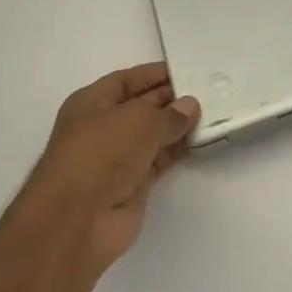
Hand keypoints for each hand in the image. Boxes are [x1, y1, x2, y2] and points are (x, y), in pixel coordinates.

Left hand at [31, 62, 198, 277]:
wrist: (77, 221)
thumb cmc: (100, 155)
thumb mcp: (139, 121)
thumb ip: (169, 113)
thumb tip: (190, 106)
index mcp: (91, 104)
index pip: (126, 80)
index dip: (153, 74)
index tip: (187, 70)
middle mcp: (103, 128)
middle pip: (142, 107)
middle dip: (172, 99)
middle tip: (209, 90)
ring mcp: (118, 158)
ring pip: (154, 134)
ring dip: (179, 126)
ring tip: (215, 112)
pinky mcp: (133, 184)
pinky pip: (161, 159)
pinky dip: (180, 150)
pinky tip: (204, 140)